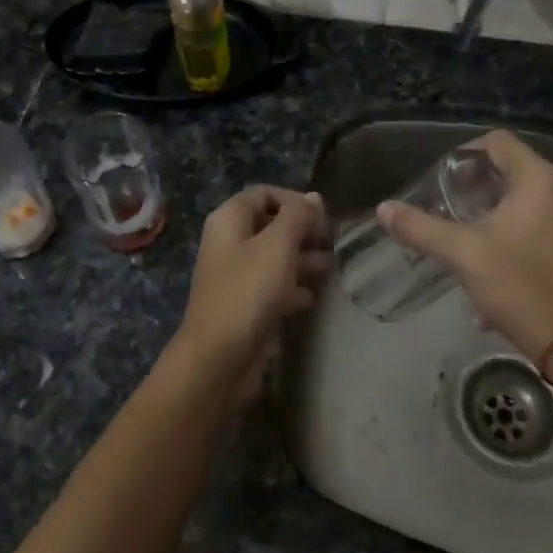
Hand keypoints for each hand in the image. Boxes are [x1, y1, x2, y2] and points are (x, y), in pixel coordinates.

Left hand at [173, 186, 332, 400]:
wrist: (219, 358)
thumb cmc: (248, 291)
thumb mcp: (277, 246)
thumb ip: (297, 216)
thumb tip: (314, 197)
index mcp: (229, 220)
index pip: (264, 194)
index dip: (295, 200)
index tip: (324, 217)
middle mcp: (229, 243)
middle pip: (270, 225)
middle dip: (303, 230)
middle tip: (334, 241)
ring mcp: (235, 275)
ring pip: (274, 257)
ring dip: (303, 258)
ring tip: (332, 265)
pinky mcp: (245, 305)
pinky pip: (272, 286)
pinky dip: (293, 287)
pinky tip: (313, 296)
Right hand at [377, 131, 552, 362]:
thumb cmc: (521, 287)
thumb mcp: (463, 254)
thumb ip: (420, 227)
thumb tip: (383, 209)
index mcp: (541, 181)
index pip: (498, 142)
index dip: (466, 153)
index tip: (444, 181)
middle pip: (513, 170)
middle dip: (477, 188)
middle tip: (450, 209)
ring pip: (528, 200)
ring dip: (495, 213)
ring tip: (467, 239)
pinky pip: (544, 224)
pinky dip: (516, 233)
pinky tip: (494, 267)